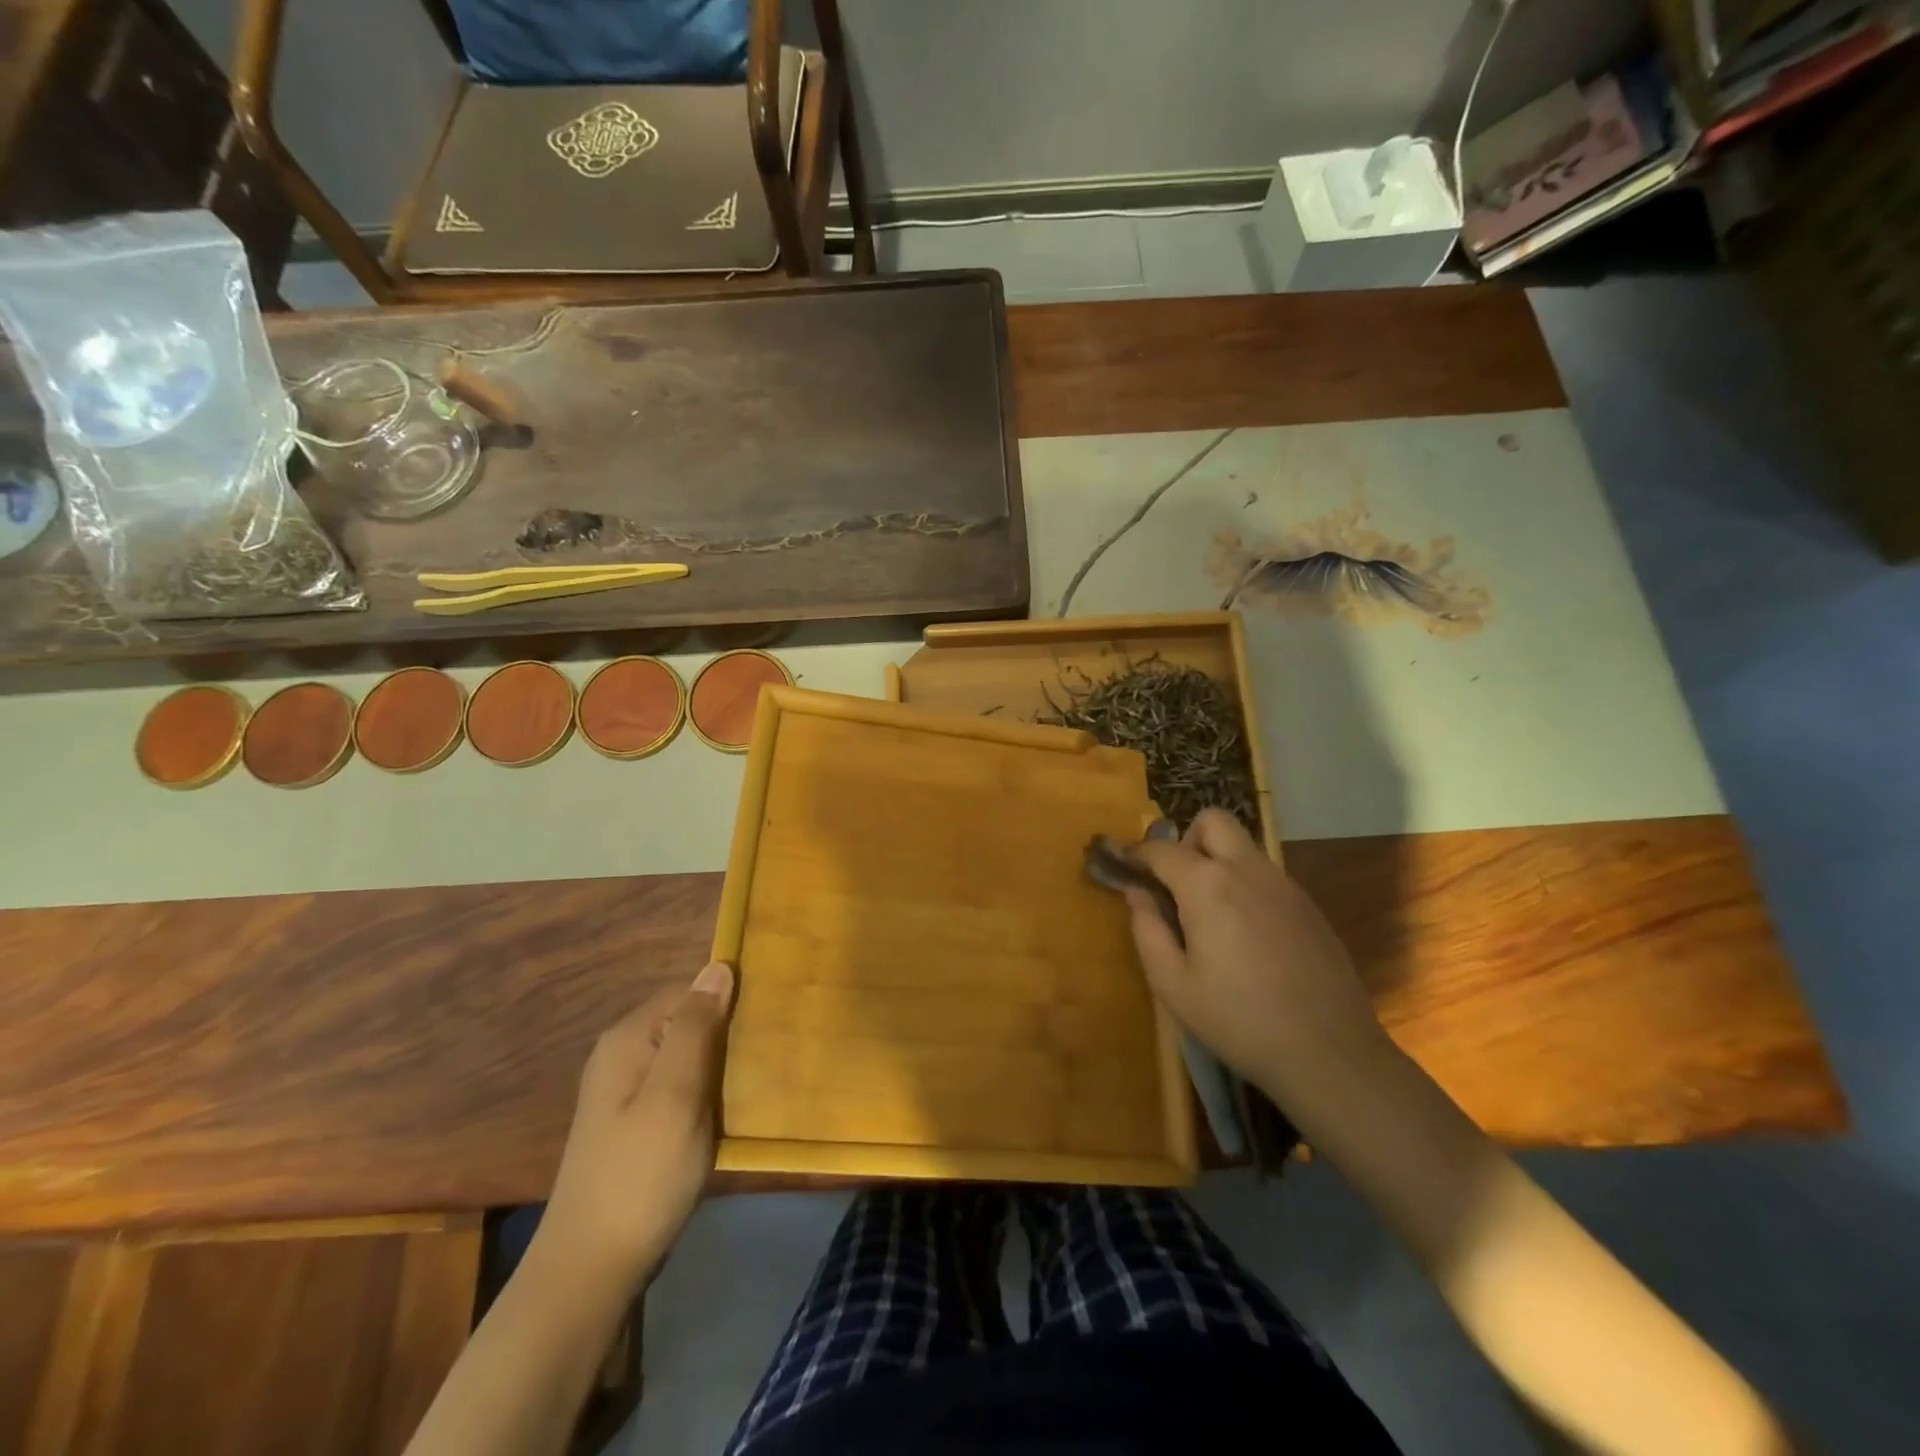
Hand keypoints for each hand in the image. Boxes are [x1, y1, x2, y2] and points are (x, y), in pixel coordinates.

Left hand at [538, 961, 735, 1286]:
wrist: (591, 1270)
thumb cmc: (641, 1175)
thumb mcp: (676, 1094)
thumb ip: (696, 1027)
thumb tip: (719, 966)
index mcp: (629, 1038)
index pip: (690, 991)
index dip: (728, 1002)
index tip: (766, 1024)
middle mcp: (622, 1054)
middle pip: (687, 1021)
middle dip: (726, 1035)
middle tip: (766, 1058)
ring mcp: (624, 1091)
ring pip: (687, 1055)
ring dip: (719, 1066)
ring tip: (755, 1082)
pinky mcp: (634, 1122)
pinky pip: (679, 1086)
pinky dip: (705, 1092)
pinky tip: (727, 1112)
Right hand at [1128, 809, 1392, 1115]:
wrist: (1329, 1053)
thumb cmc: (1238, 1020)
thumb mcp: (1173, 984)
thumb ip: (1147, 930)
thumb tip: (1136, 894)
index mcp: (1207, 885)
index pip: (1162, 849)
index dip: (1136, 854)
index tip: (1122, 867)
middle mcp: (1247, 871)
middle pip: (1213, 821)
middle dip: (1186, 839)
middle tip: (1176, 883)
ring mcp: (1284, 885)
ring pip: (1243, 846)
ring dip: (1218, 861)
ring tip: (1209, 914)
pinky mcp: (1309, 906)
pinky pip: (1266, 875)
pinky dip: (1245, 885)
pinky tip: (1246, 936)